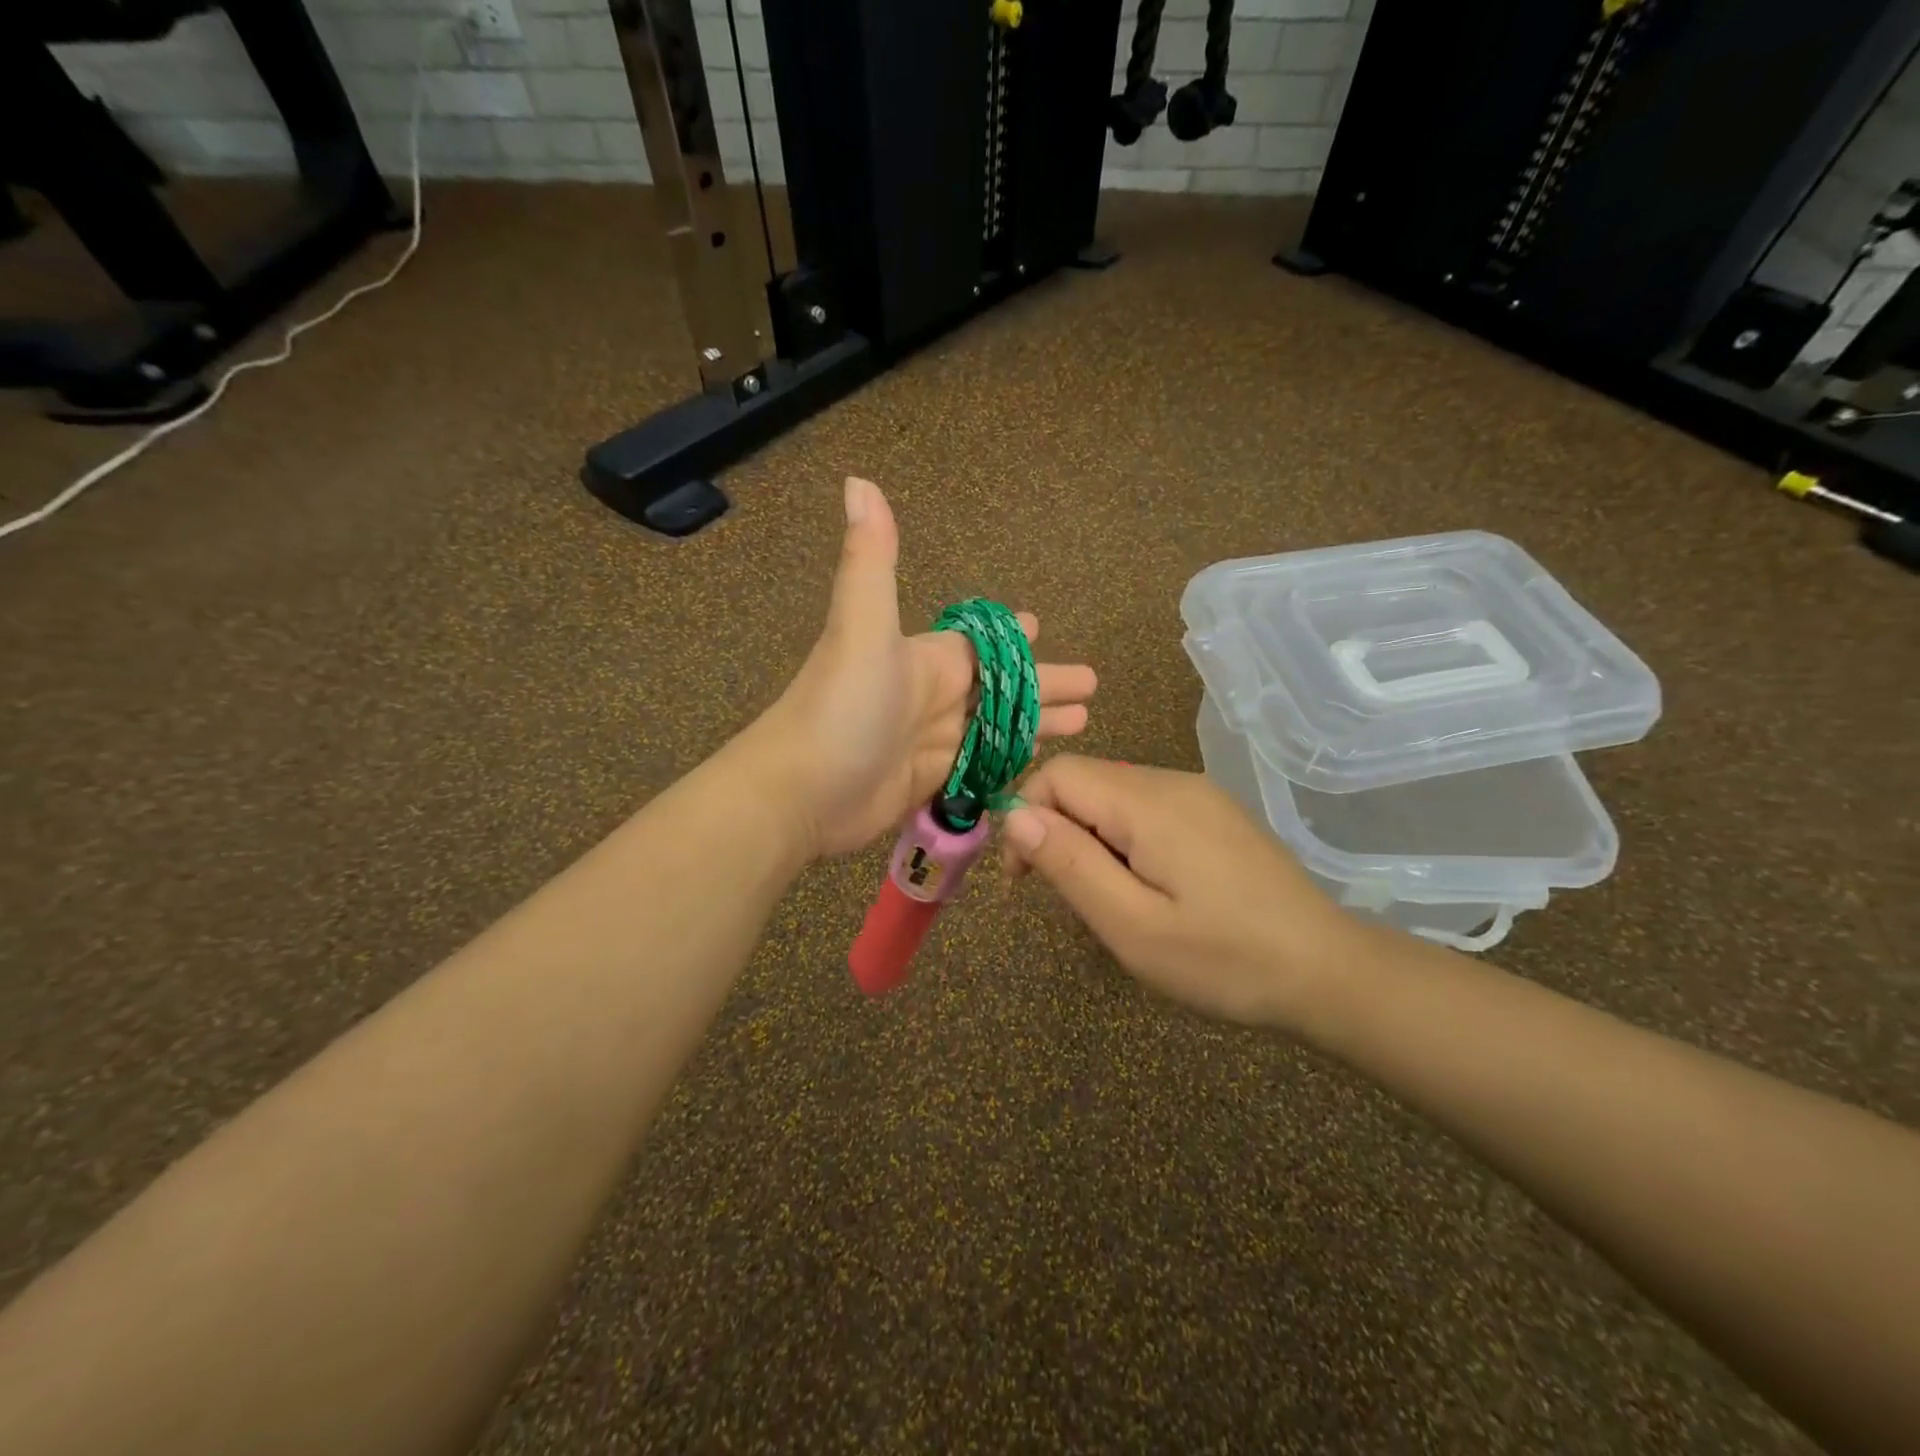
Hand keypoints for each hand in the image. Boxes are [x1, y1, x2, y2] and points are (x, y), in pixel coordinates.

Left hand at [756, 478, 1097, 858]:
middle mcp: (932, 698)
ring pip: (997, 729)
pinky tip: (1039, 764)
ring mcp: (932, 743)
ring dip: (1037, 724)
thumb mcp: (861, 627)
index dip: (1011, 638)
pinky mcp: (930, 783)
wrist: (800, 791)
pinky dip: (1009, 762)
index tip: (1041, 626)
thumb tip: (859, 480)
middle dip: (1043, 685)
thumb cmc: (841, 706)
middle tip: (1092, 689)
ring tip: (1084, 723)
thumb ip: (872, 560)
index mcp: (927, 660)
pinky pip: (981, 766)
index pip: (981, 645)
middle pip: (1000, 689)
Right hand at [1001, 756, 1367, 1026]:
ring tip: (1111, 902)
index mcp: (1148, 801)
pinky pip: (1146, 810)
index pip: (1058, 774)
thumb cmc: (1224, 959)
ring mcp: (1199, 795)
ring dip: (1090, 840)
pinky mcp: (1215, 814)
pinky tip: (1148, 889)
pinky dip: (1123, 841)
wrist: (1329, 972)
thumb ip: (1069, 863)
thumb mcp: (1132, 925)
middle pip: (1085, 782)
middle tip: (1070, 899)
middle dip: (1058, 832)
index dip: (1026, 816)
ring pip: (1113, 797)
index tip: (1025, 878)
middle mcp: (1172, 782)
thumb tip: (1015, 814)